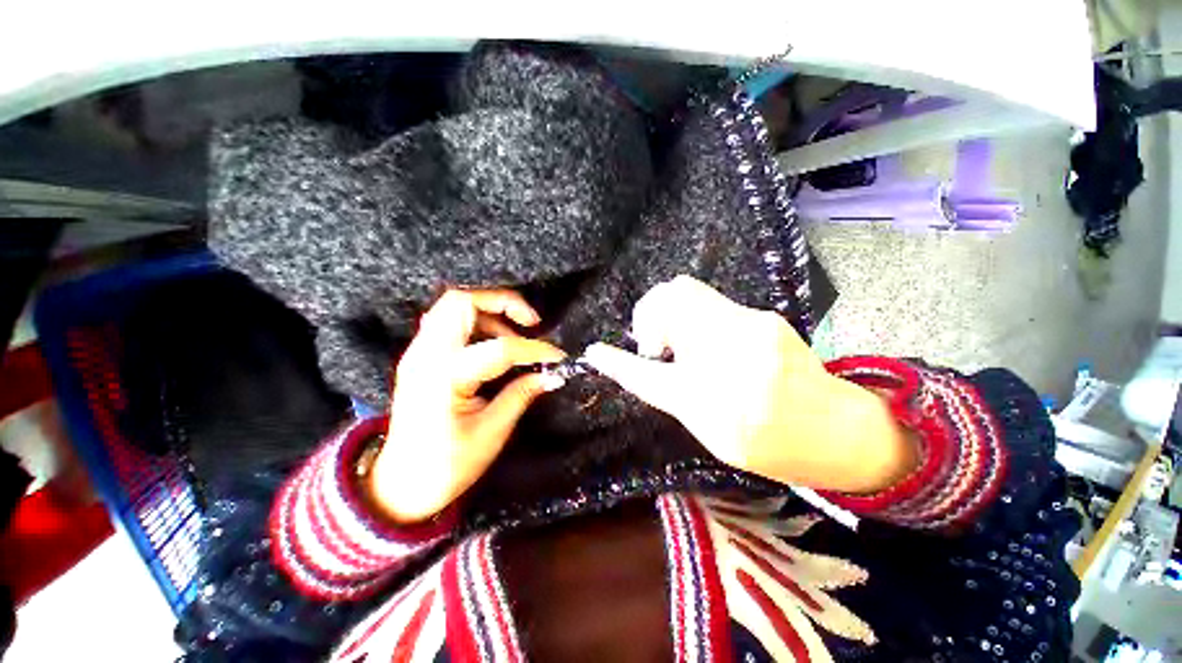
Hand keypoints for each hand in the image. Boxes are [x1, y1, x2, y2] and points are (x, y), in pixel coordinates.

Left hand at [370, 289, 565, 522]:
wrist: (399, 484)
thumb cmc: (447, 466)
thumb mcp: (491, 432)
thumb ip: (521, 395)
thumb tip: (552, 375)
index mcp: (444, 378)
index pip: (500, 348)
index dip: (535, 350)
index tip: (558, 357)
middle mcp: (426, 355)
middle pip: (461, 301)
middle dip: (503, 302)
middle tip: (531, 322)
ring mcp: (418, 353)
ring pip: (453, 306)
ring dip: (490, 311)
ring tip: (515, 335)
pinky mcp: (420, 356)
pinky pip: (448, 321)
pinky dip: (476, 322)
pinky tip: (493, 341)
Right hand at [584, 276, 915, 493]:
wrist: (838, 431)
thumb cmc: (771, 445)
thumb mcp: (708, 430)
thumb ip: (668, 392)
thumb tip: (636, 365)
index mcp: (715, 402)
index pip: (648, 373)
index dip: (618, 361)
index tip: (597, 352)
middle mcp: (733, 354)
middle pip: (672, 299)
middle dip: (649, 317)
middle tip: (655, 345)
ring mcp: (753, 326)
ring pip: (688, 293)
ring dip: (670, 315)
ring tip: (678, 343)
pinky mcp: (764, 316)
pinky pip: (710, 304)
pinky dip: (693, 317)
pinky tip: (706, 341)